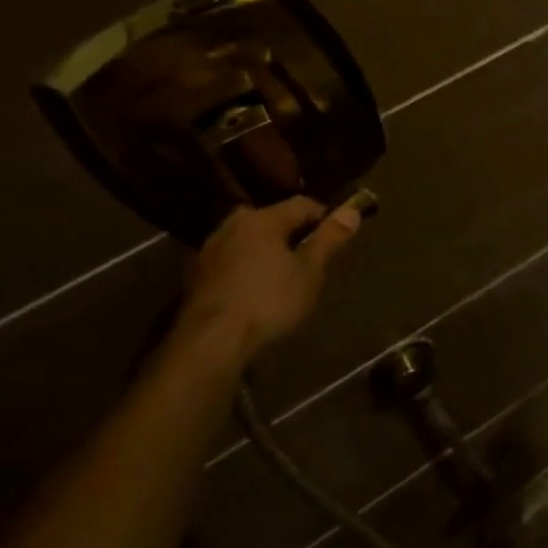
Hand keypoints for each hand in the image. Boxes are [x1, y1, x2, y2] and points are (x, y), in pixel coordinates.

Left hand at [178, 196, 363, 361]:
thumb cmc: (269, 302)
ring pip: (249, 239)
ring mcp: (209, 250)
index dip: (325, 217)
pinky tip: (255, 290)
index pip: (303, 203)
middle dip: (292, 233)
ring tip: (282, 275)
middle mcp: (232, 225)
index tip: (336, 238)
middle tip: (309, 257)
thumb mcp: (310, 271)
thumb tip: (352, 209)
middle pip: (272, 219)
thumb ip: (330, 238)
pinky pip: (232, 260)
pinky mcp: (195, 276)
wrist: (210, 343)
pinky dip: (247, 267)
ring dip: (267, 250)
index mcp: (262, 219)